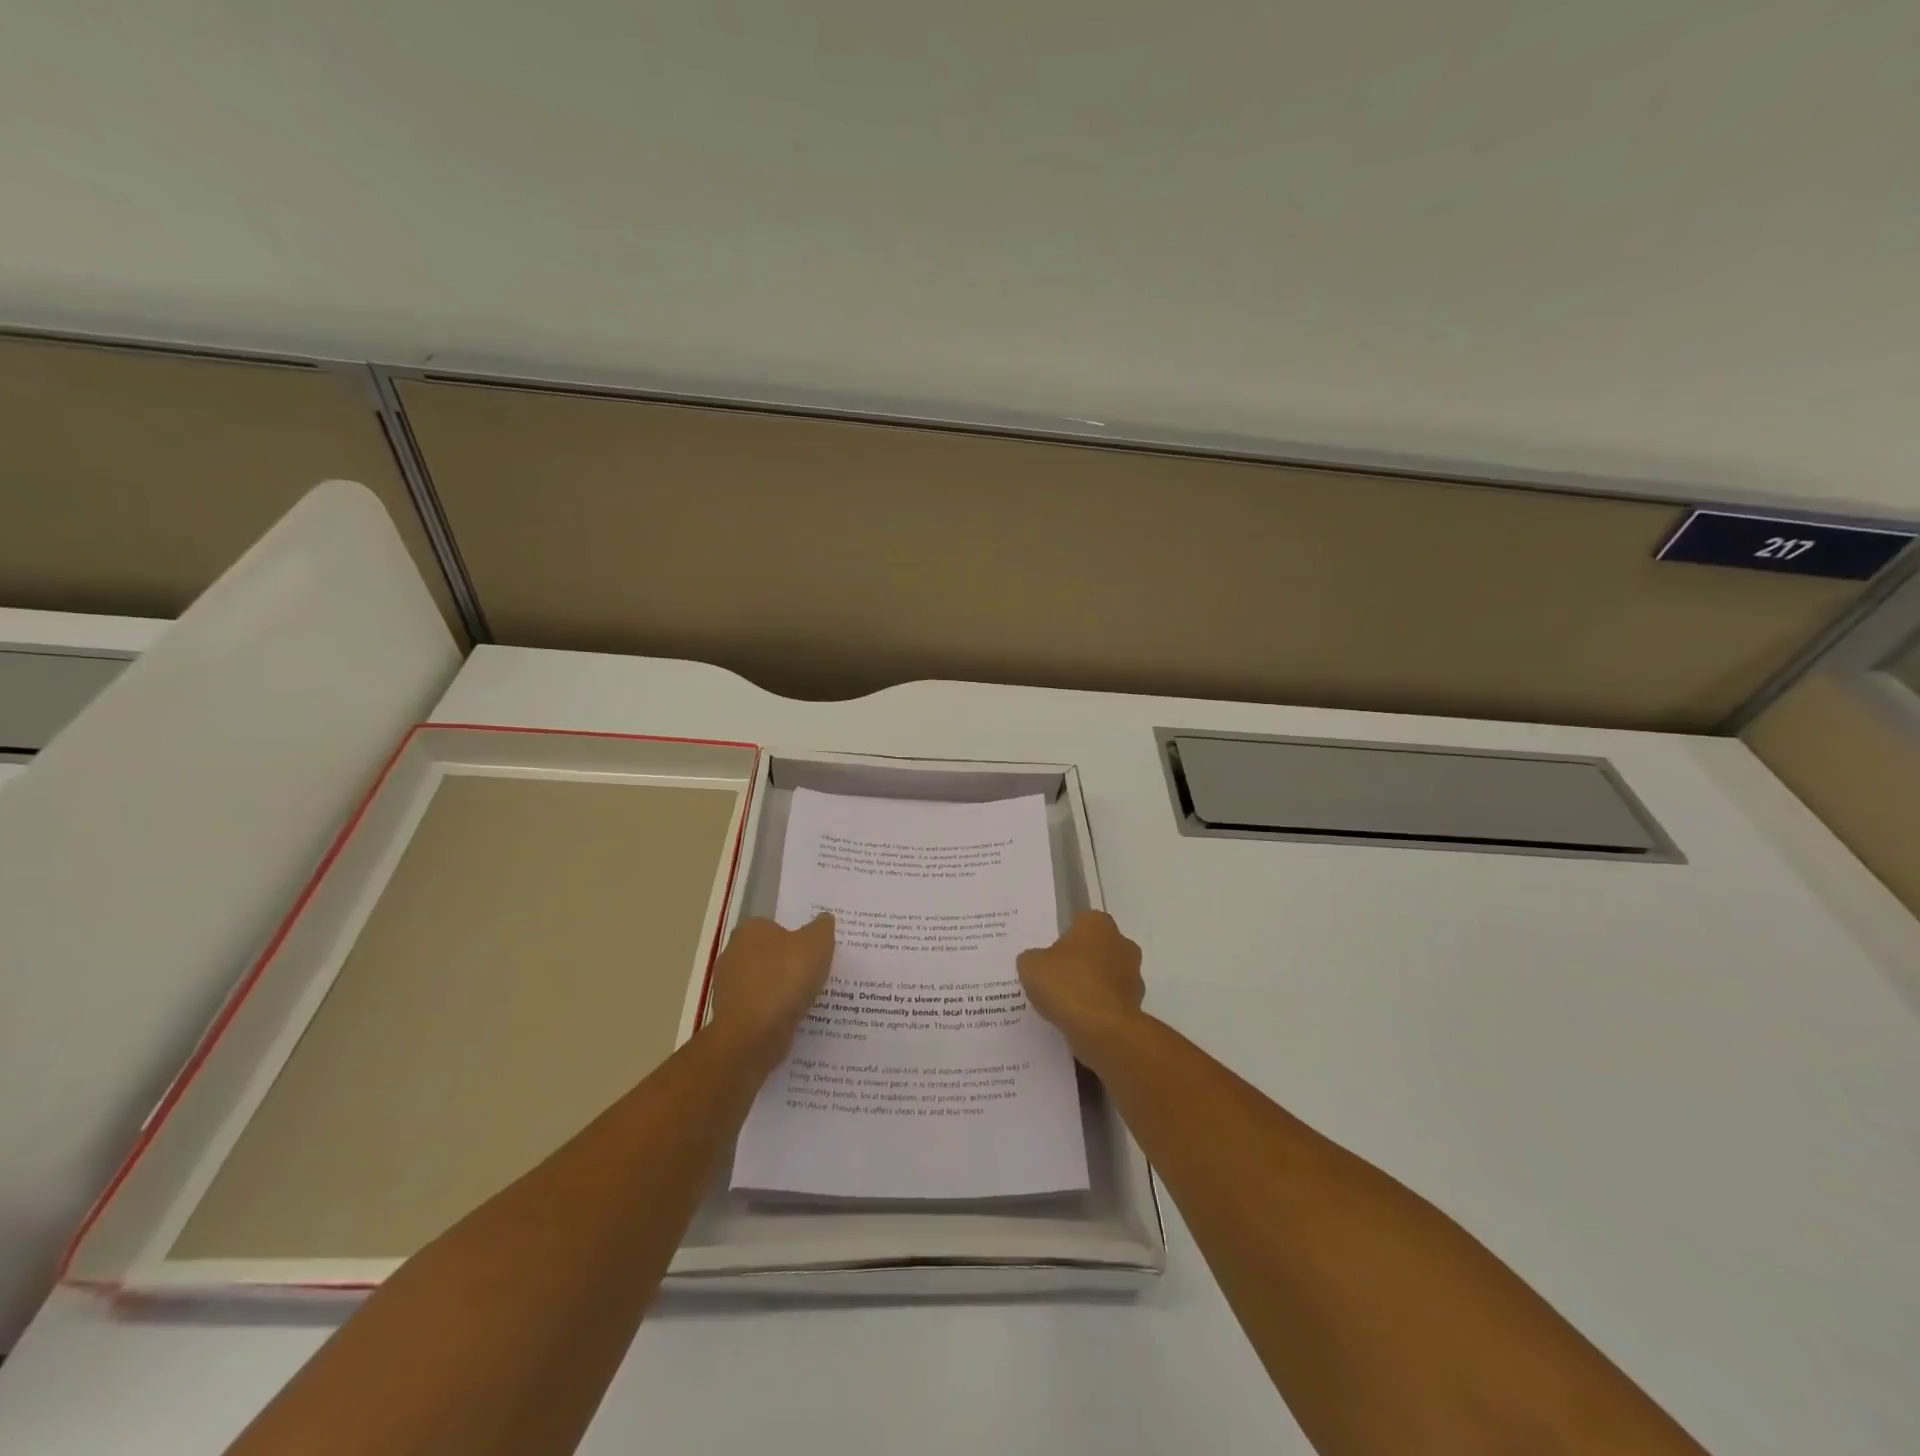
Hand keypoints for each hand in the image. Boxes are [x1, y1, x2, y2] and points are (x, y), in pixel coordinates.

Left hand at [707, 913, 835, 1060]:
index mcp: (750, 930)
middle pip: (768, 955)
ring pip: (763, 983)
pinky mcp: (730, 1016)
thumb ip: (822, 928)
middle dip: (787, 964)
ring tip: (807, 999)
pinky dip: (773, 1012)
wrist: (754, 1033)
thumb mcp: (817, 943)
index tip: (813, 951)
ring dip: (781, 990)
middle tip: (814, 974)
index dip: (795, 937)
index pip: (774, 926)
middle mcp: (733, 953)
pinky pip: (759, 1008)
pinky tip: (792, 1018)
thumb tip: (824, 919)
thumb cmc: (785, 978)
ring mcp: (728, 987)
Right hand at [1016, 911, 1144, 1051]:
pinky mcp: (1135, 1003)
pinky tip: (1077, 1019)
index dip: (1061, 938)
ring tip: (1062, 1003)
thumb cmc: (1067, 985)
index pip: (1078, 922)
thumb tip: (1037, 962)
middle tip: (1052, 977)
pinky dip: (1096, 1007)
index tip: (1047, 956)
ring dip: (1088, 985)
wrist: (1103, 1030)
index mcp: (1097, 923)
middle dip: (1077, 960)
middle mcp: (1121, 942)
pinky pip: (1108, 1000)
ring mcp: (1132, 974)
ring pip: (1103, 975)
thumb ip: (1032, 958)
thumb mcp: (1031, 966)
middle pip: (1093, 948)